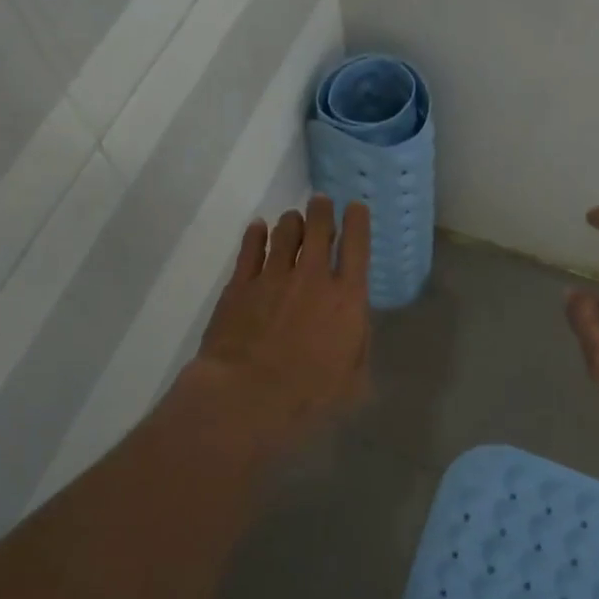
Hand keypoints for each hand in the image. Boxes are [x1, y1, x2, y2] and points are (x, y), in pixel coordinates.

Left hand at [192, 196, 371, 451]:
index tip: (356, 206)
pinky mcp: (240, 284)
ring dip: (291, 221)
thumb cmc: (308, 397)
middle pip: (319, 228)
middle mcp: (312, 276)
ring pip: (284, 232)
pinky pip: (250, 248)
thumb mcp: (353, 381)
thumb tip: (354, 328)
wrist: (247, 397)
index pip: (357, 246)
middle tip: (321, 202)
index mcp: (347, 297)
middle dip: (322, 210)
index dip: (358, 221)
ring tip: (292, 218)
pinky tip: (257, 228)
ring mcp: (273, 276)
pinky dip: (256, 234)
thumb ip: (357, 347)